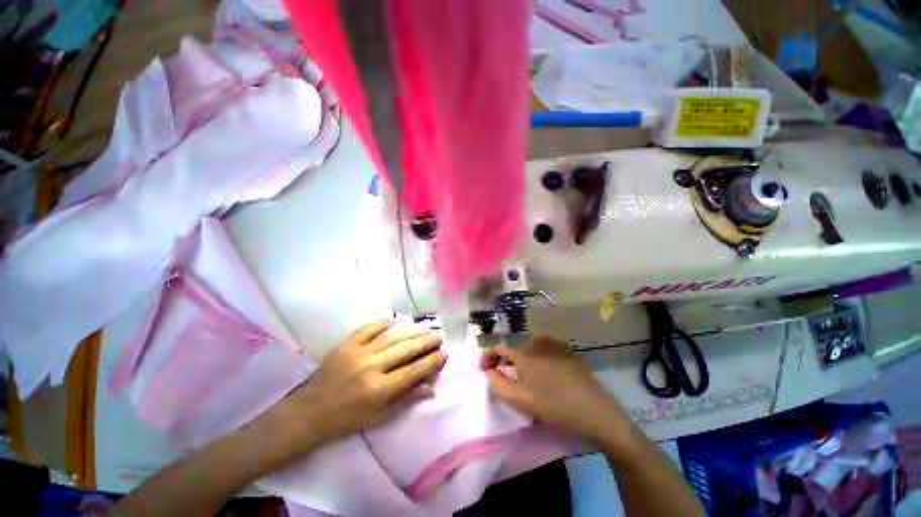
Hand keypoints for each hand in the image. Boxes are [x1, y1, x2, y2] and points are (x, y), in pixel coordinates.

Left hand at [272, 320, 445, 450]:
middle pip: (406, 350)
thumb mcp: (379, 417)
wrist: (309, 412)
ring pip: (392, 337)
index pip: (413, 370)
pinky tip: (397, 321)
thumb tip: (430, 387)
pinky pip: (369, 328)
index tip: (444, 354)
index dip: (431, 361)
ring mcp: (358, 352)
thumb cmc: (346, 420)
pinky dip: (384, 323)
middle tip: (438, 337)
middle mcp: (371, 367)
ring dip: (411, 332)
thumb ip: (406, 399)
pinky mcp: (346, 344)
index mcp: (379, 390)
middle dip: (426, 342)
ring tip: (425, 329)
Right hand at [481, 337, 629, 444]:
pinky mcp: (568, 351)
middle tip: (505, 378)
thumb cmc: (552, 405)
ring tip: (526, 378)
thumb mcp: (519, 399)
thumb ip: (497, 383)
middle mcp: (536, 342)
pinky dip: (538, 359)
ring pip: (530, 350)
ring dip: (522, 361)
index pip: (498, 349)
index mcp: (523, 353)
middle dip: (505, 362)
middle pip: (514, 350)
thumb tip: (489, 370)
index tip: (484, 369)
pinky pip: (545, 351)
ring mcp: (554, 345)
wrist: (594, 410)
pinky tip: (545, 374)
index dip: (488, 357)